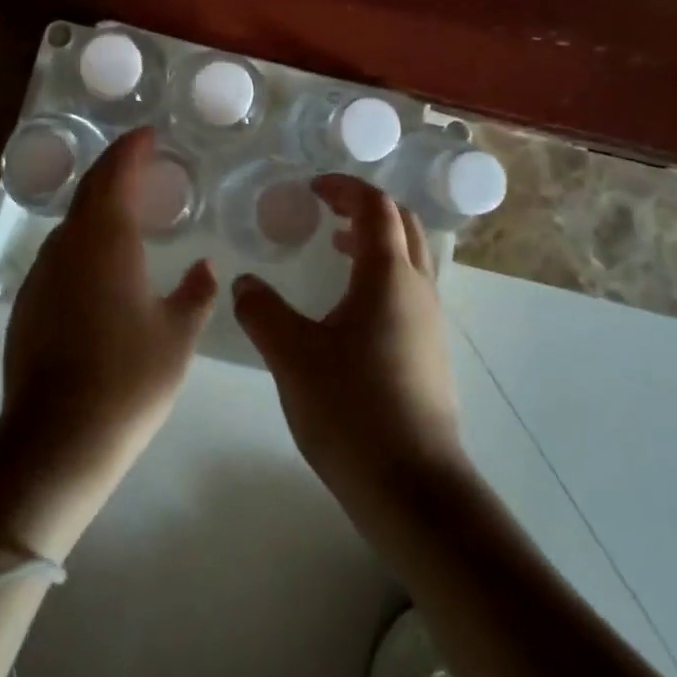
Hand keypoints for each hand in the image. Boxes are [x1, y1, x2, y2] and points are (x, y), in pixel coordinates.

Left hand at [0, 128, 217, 543]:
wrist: (56, 438)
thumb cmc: (128, 379)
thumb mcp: (178, 336)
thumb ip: (196, 293)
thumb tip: (205, 266)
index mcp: (108, 239)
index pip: (117, 173)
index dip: (133, 149)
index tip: (149, 134)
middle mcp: (69, 244)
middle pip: (91, 189)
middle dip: (115, 168)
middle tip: (141, 160)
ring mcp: (43, 272)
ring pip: (73, 221)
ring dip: (99, 204)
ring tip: (127, 208)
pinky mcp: (28, 301)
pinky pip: (62, 252)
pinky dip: (85, 238)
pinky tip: (101, 262)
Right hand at [232, 176, 462, 503]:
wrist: (415, 490)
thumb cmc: (352, 409)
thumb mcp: (292, 356)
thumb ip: (262, 311)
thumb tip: (244, 282)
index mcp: (388, 275)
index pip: (375, 206)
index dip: (345, 187)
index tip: (313, 187)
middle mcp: (418, 288)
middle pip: (402, 224)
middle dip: (364, 207)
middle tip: (326, 210)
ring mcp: (430, 321)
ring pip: (410, 258)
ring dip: (376, 241)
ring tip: (336, 249)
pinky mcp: (431, 352)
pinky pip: (409, 290)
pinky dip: (382, 275)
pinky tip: (349, 308)